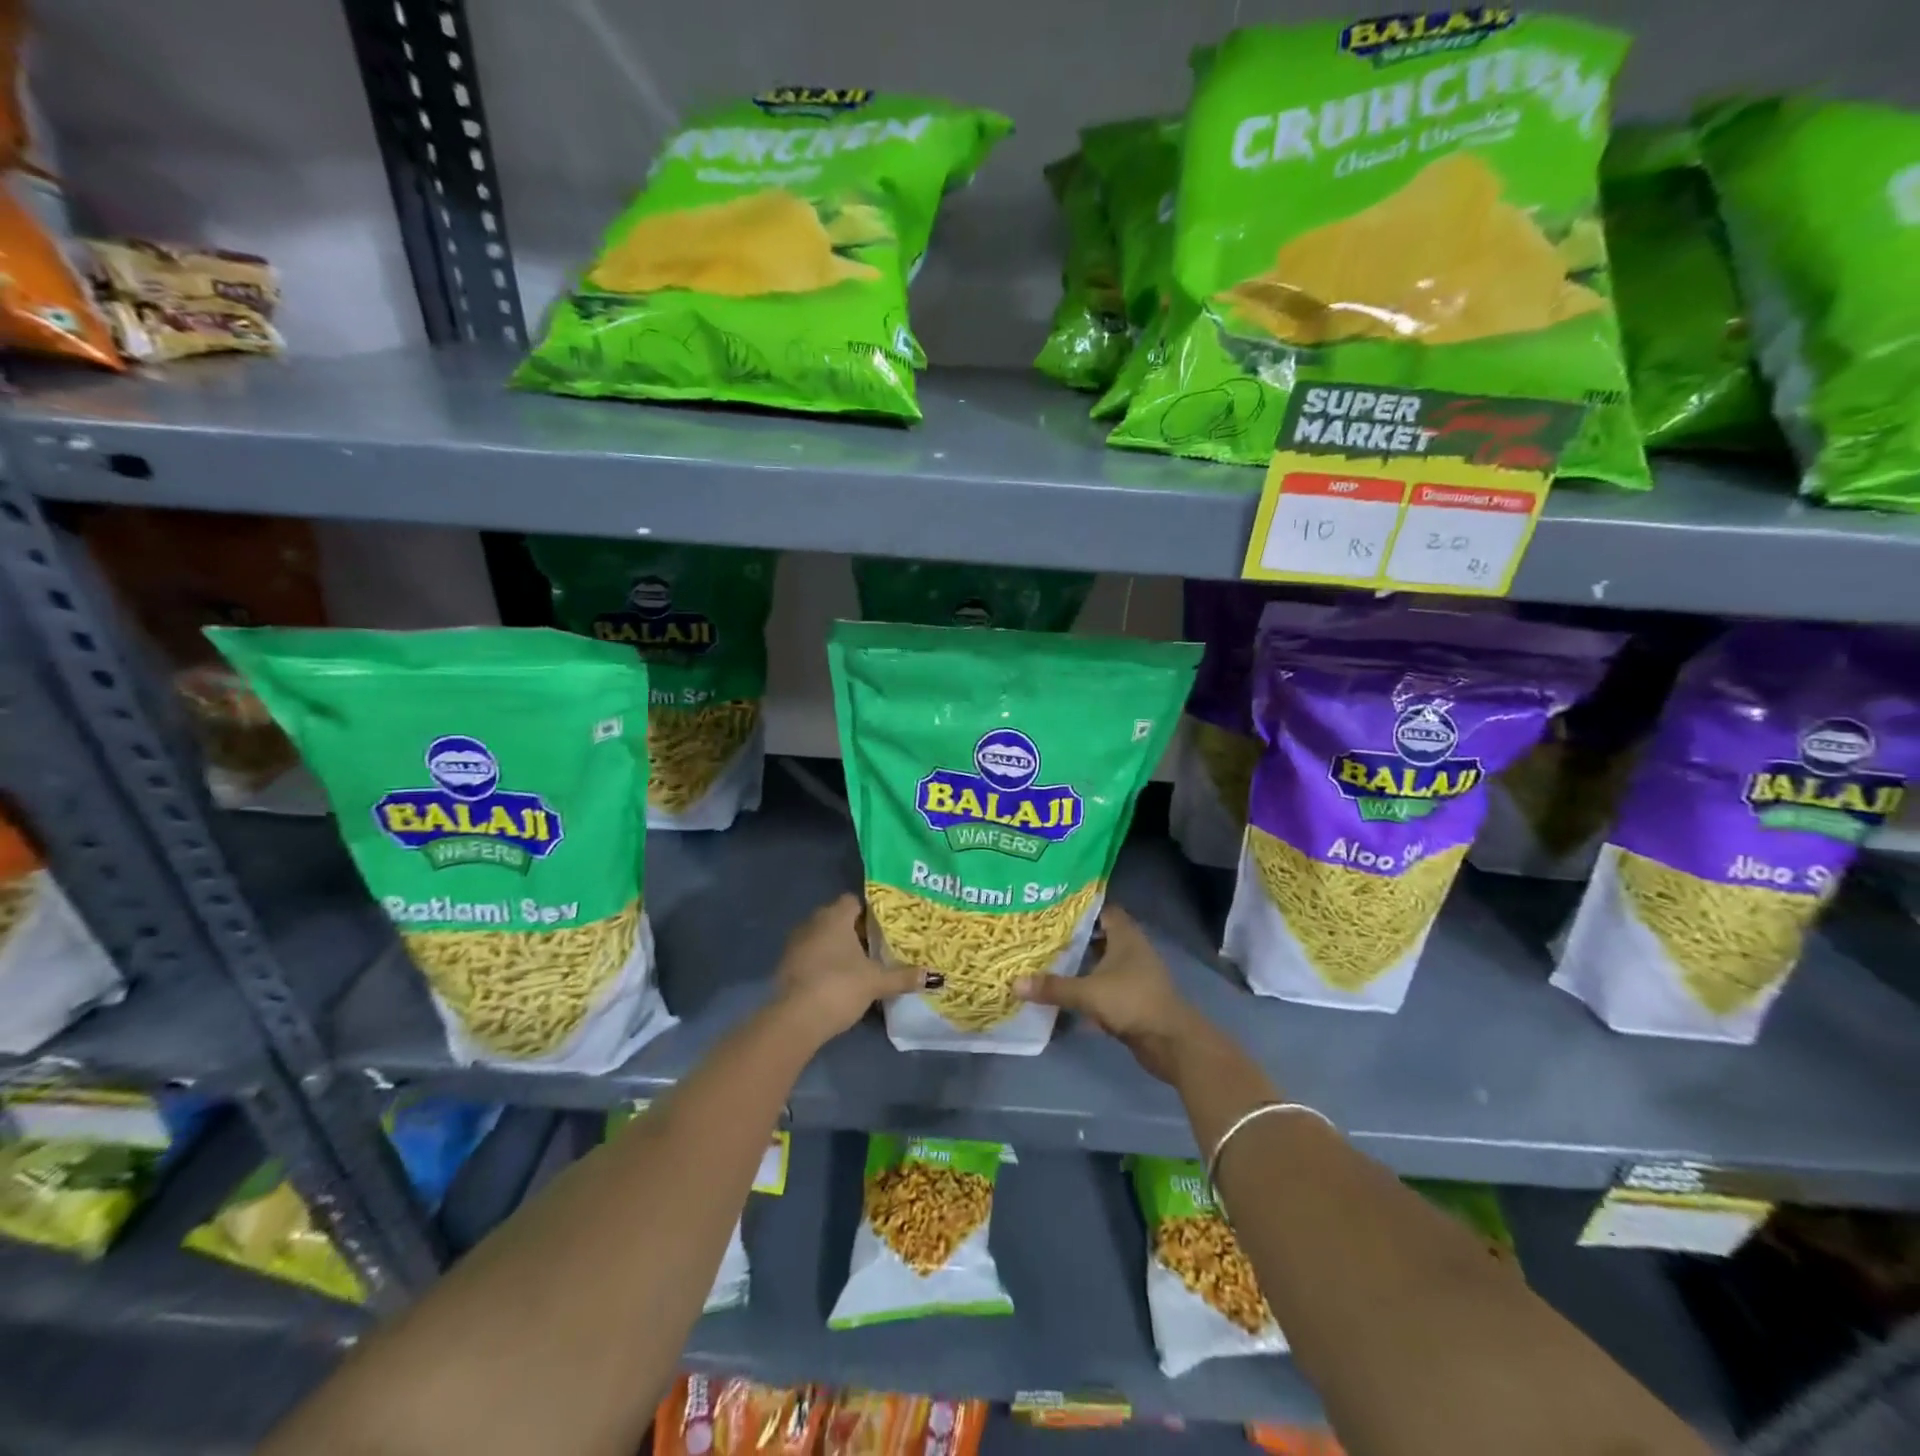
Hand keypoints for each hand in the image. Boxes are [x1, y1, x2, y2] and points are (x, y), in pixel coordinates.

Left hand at [771, 893, 925, 1044]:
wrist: (795, 1019)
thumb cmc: (839, 987)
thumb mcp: (876, 983)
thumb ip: (904, 977)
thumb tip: (935, 976)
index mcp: (835, 917)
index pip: (853, 901)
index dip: (869, 912)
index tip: (884, 928)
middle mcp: (812, 922)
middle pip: (837, 918)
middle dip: (855, 930)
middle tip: (877, 947)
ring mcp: (795, 943)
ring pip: (822, 937)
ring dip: (837, 947)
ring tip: (859, 965)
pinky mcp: (786, 965)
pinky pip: (810, 955)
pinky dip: (822, 962)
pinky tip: (837, 980)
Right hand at [1015, 905, 1211, 1083]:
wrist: (1170, 1042)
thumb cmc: (1132, 1002)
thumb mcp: (1088, 992)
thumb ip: (1053, 987)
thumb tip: (1015, 983)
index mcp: (1125, 936)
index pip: (1102, 909)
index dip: (1080, 908)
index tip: (1052, 909)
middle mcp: (1131, 950)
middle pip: (1099, 936)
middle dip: (1073, 937)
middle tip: (1042, 936)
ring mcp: (1134, 975)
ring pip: (1101, 962)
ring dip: (1080, 964)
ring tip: (1047, 962)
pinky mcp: (1132, 998)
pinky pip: (1105, 986)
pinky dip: (1088, 987)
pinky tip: (1065, 993)